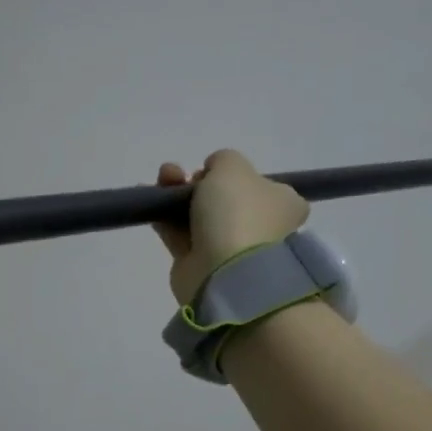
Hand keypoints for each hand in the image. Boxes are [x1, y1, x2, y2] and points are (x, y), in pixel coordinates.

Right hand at [152, 150, 308, 305]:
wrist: (224, 271)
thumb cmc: (238, 213)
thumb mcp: (233, 166)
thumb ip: (223, 159)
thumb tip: (213, 172)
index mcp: (283, 204)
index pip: (260, 185)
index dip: (232, 174)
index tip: (212, 170)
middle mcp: (261, 227)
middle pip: (224, 199)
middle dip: (198, 182)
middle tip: (182, 175)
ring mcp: (231, 248)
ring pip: (200, 215)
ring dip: (178, 195)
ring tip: (162, 180)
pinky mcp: (202, 264)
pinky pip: (181, 235)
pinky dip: (165, 218)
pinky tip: (149, 200)